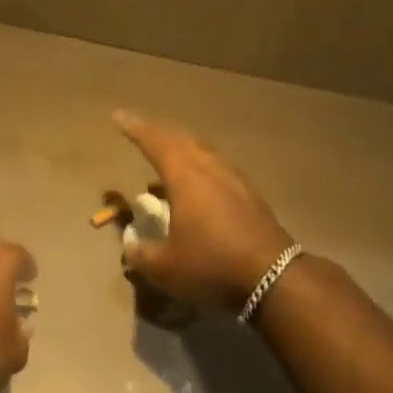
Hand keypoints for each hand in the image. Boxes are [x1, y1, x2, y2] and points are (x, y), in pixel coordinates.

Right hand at [114, 110, 293, 309]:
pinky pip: (218, 168)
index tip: (119, 116)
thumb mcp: (164, 268)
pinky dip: (200, 167)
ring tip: (167, 159)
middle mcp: (211, 168)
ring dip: (182, 149)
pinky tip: (197, 186)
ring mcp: (235, 179)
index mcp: (186, 178)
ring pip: (204, 152)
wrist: (273, 276)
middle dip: (159, 133)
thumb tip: (130, 246)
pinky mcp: (250, 195)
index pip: (156, 143)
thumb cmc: (211, 265)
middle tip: (141, 131)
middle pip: (182, 139)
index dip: (136, 128)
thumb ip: (140, 254)